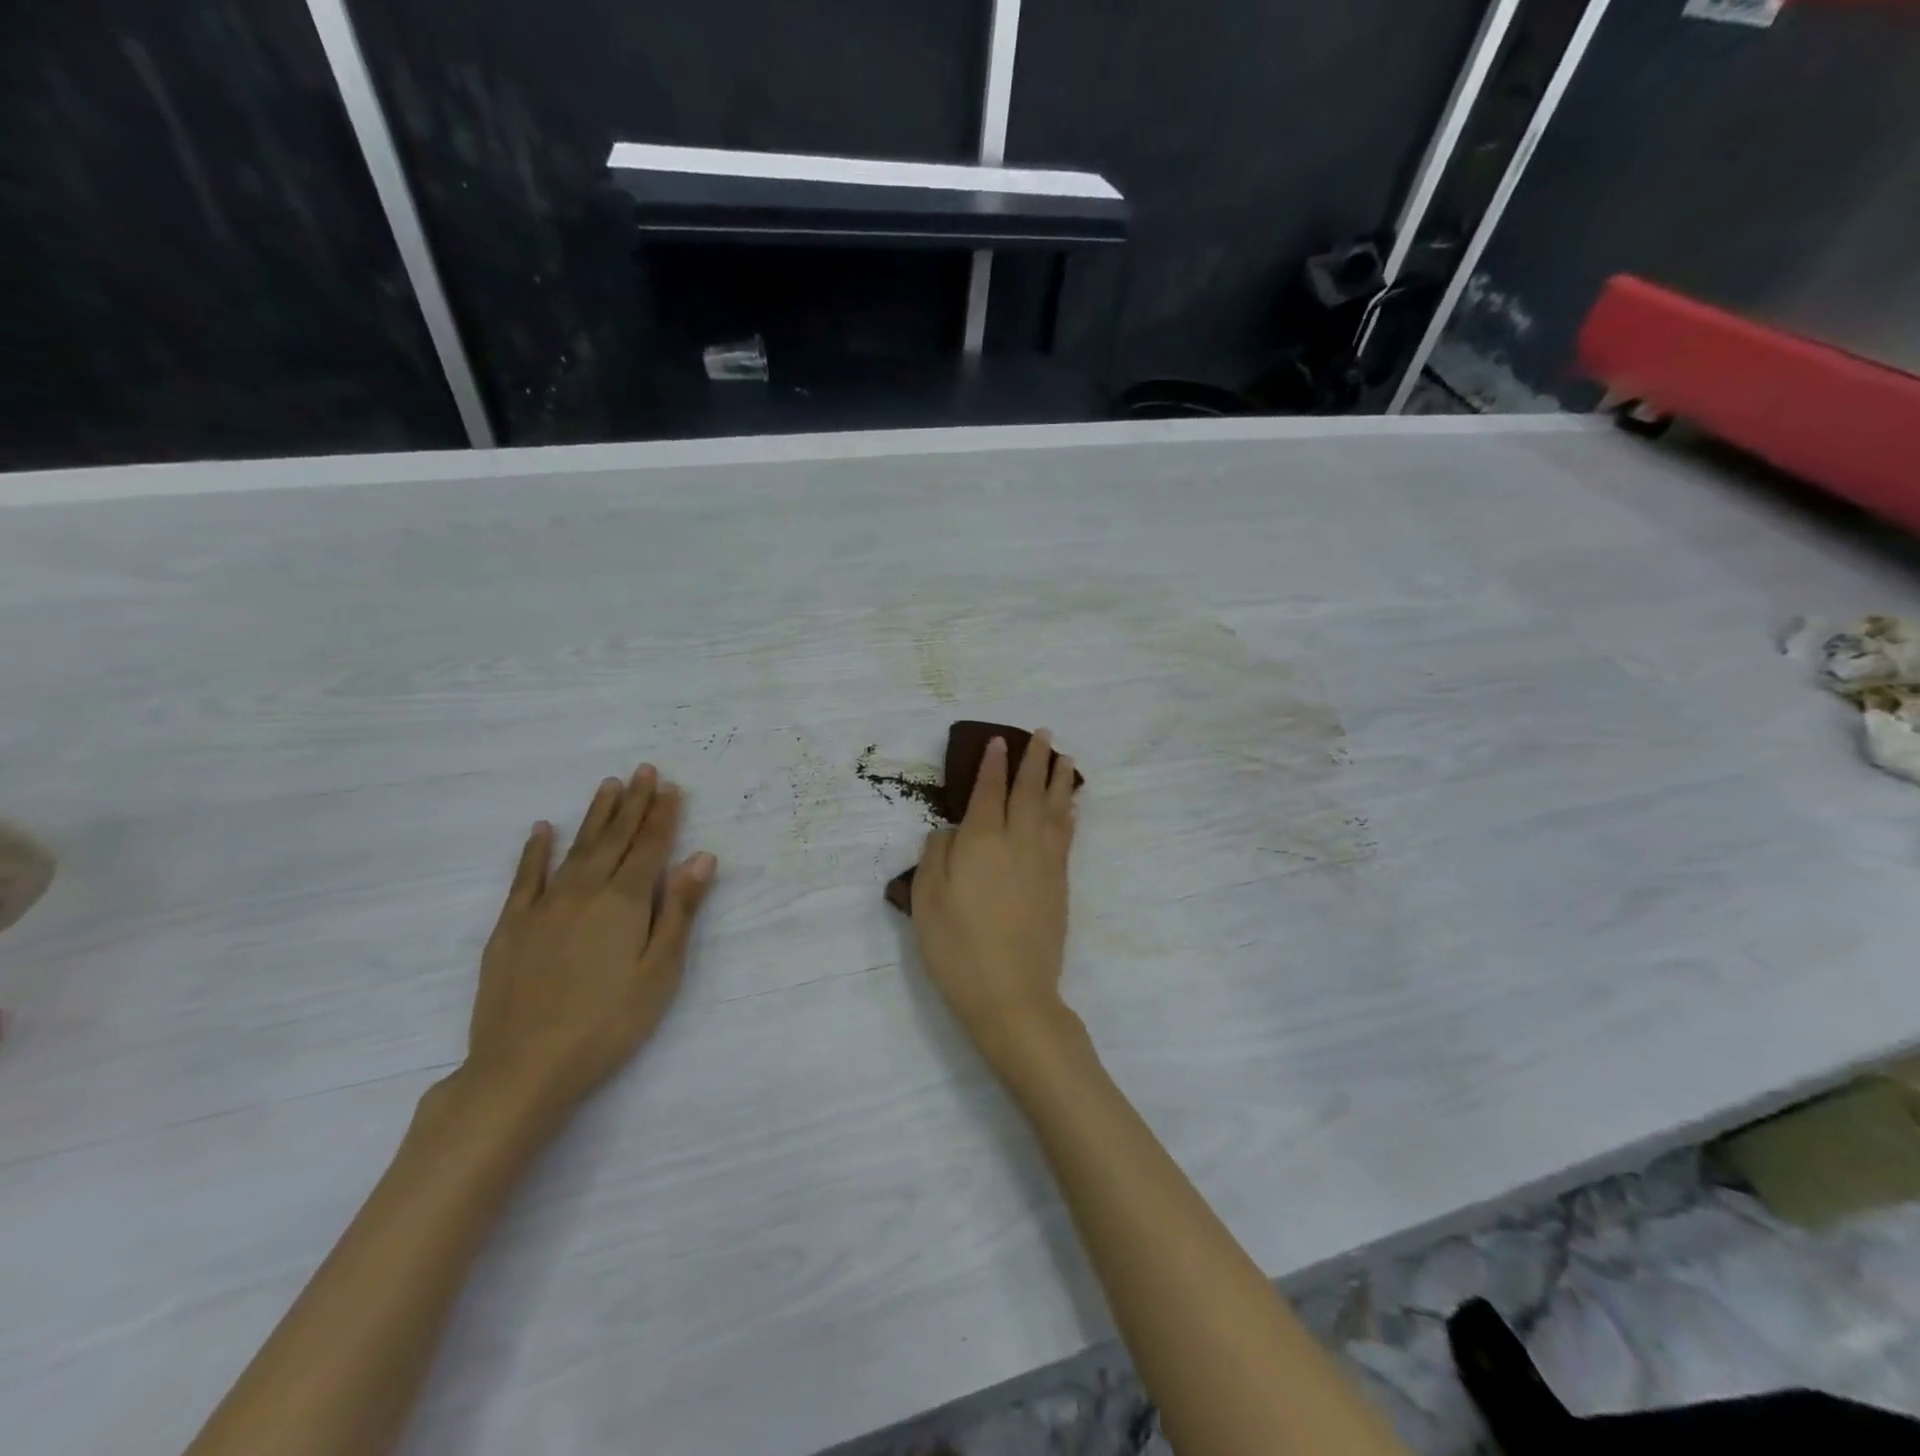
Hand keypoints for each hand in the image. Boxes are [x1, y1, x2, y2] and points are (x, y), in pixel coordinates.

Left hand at [459, 765, 715, 1125]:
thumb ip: (679, 910)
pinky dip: (536, 850)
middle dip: (633, 803)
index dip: (663, 816)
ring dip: (595, 815)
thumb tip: (701, 857)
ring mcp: (543, 906)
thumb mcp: (660, 971)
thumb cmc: (608, 1023)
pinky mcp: (511, 926)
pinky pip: (526, 877)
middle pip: (615, 838)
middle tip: (645, 770)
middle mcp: (585, 891)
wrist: (524, 1068)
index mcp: (625, 901)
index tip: (672, 787)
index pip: (650, 847)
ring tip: (609, 785)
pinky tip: (543, 829)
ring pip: (576, 848)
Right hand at [910, 732, 1079, 1076]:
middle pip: (1029, 791)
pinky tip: (1072, 805)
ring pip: (1054, 809)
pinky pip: (1066, 836)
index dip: (994, 765)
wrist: (1011, 994)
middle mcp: (1017, 842)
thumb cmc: (957, 948)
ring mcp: (1044, 862)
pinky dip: (1069, 814)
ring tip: (1064, 757)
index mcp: (981, 841)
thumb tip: (951, 831)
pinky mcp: (1059, 884)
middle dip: (1035, 760)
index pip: (989, 791)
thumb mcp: (926, 900)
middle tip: (1043, 734)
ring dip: (1059, 780)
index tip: (1000, 741)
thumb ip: (936, 855)